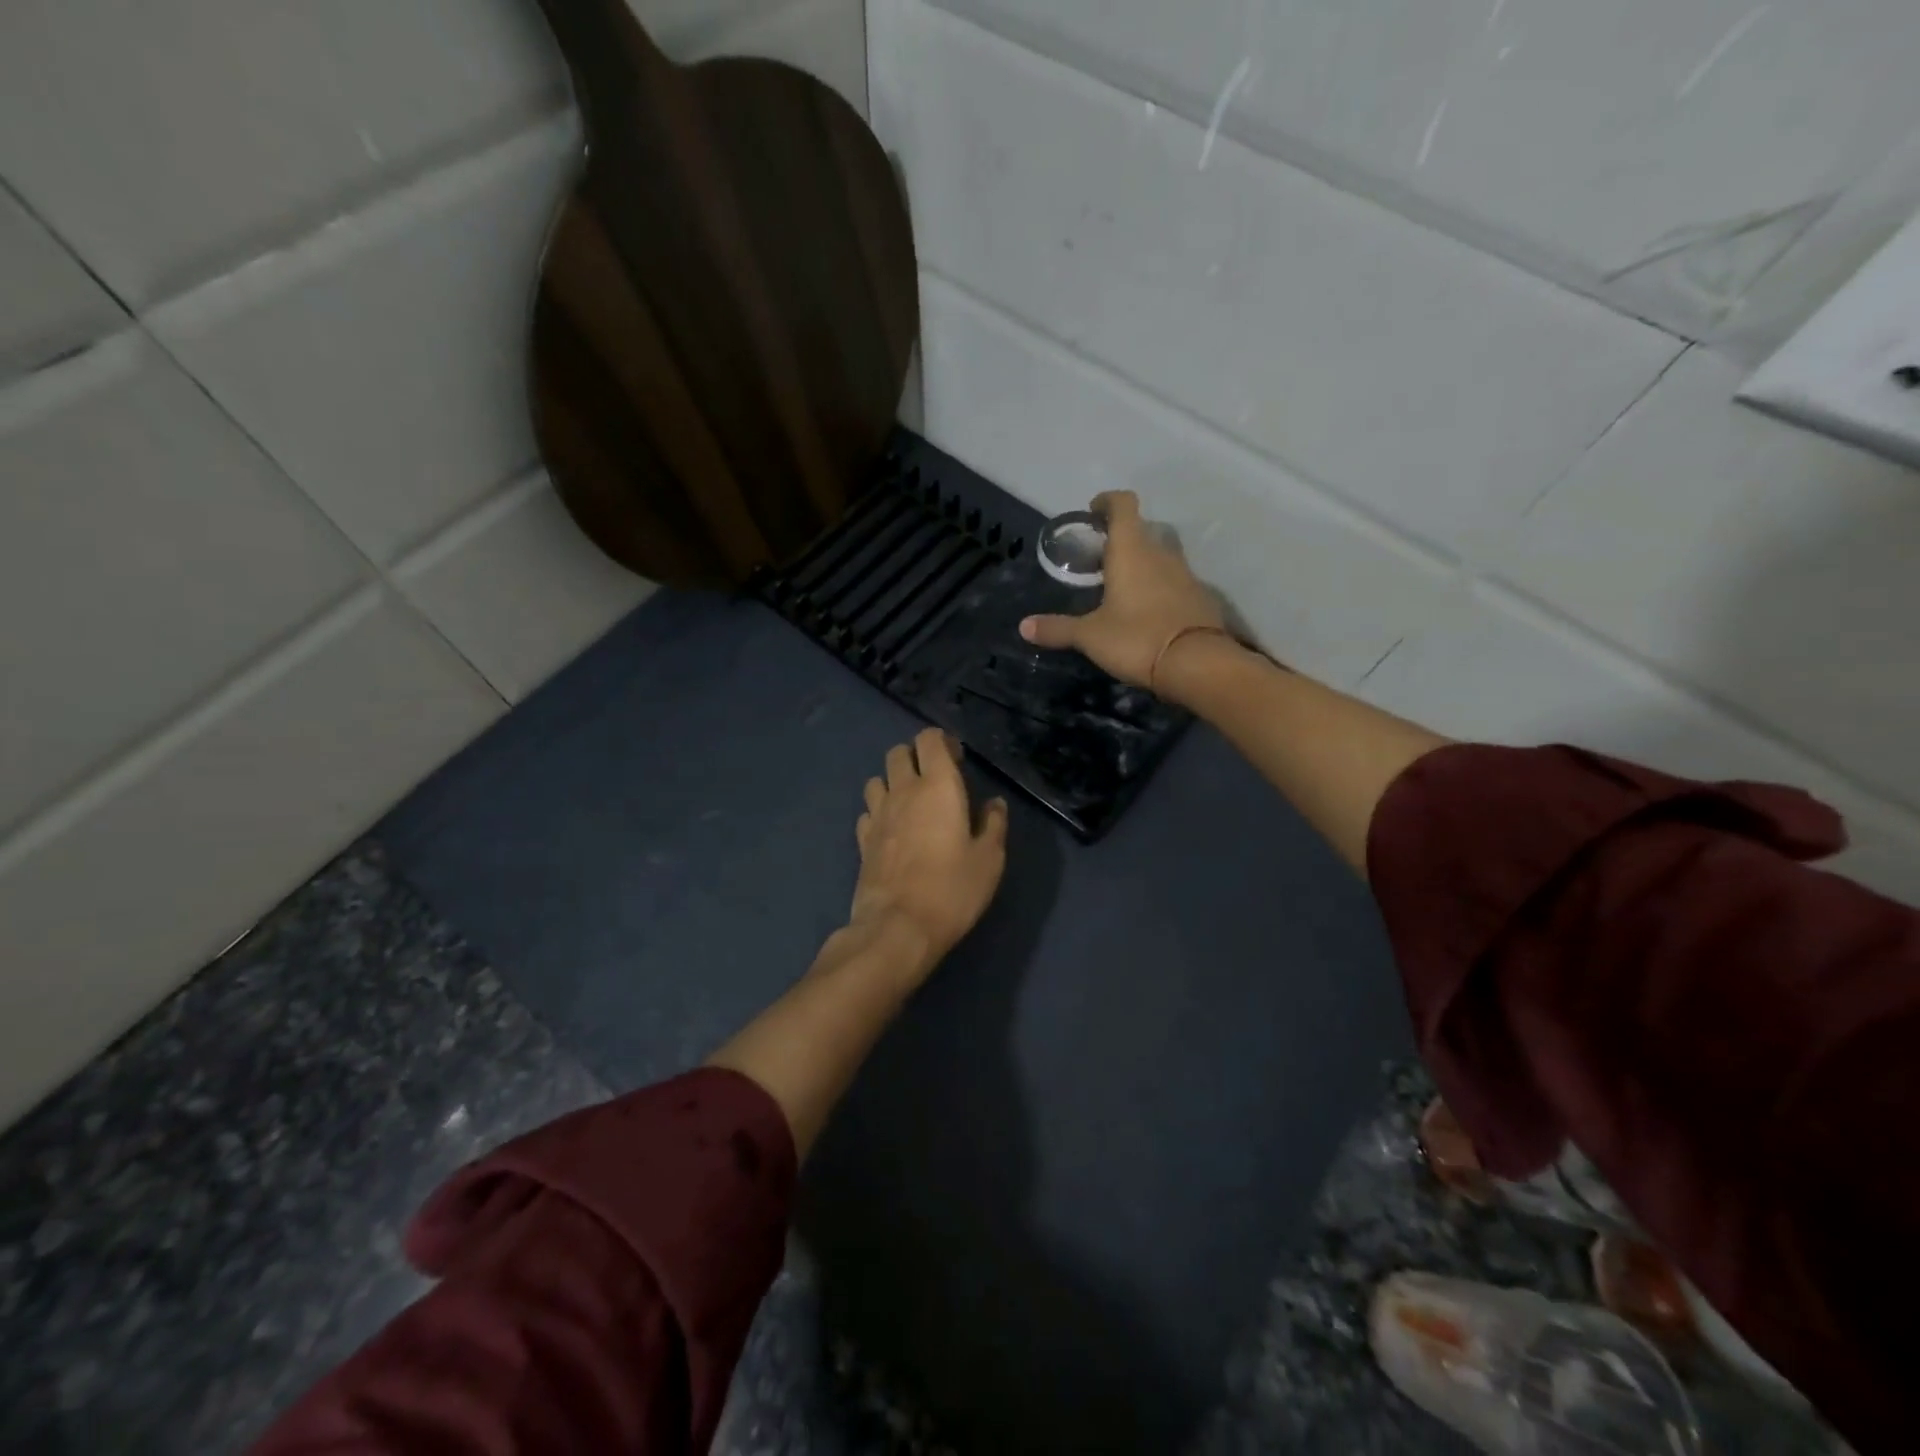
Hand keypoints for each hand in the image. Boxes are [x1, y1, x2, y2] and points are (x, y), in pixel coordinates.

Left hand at [850, 726, 1008, 966]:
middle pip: (898, 753)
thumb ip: (993, 824)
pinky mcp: (862, 840)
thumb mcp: (989, 859)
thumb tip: (994, 803)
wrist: (898, 927)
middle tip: (935, 779)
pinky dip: (878, 812)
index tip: (957, 759)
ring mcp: (878, 815)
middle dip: (915, 756)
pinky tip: (891, 830)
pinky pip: (867, 811)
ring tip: (910, 803)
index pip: (930, 740)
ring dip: (892, 782)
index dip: (942, 742)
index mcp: (938, 787)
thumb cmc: (952, 890)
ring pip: (877, 779)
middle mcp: (904, 791)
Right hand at [1019, 490, 1225, 689]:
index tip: (1093, 512)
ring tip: (1119, 588)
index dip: (1107, 502)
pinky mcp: (1199, 598)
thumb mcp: (1090, 636)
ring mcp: (1185, 575)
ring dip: (1141, 564)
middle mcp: (1161, 554)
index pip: (1123, 505)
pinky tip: (1145, 612)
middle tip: (1098, 560)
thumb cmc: (1137, 639)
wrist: (1197, 665)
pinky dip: (1158, 587)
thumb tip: (1023, 626)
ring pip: (1160, 557)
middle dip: (1120, 540)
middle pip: (1141, 531)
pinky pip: (1174, 582)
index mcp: (1131, 551)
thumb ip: (1058, 628)